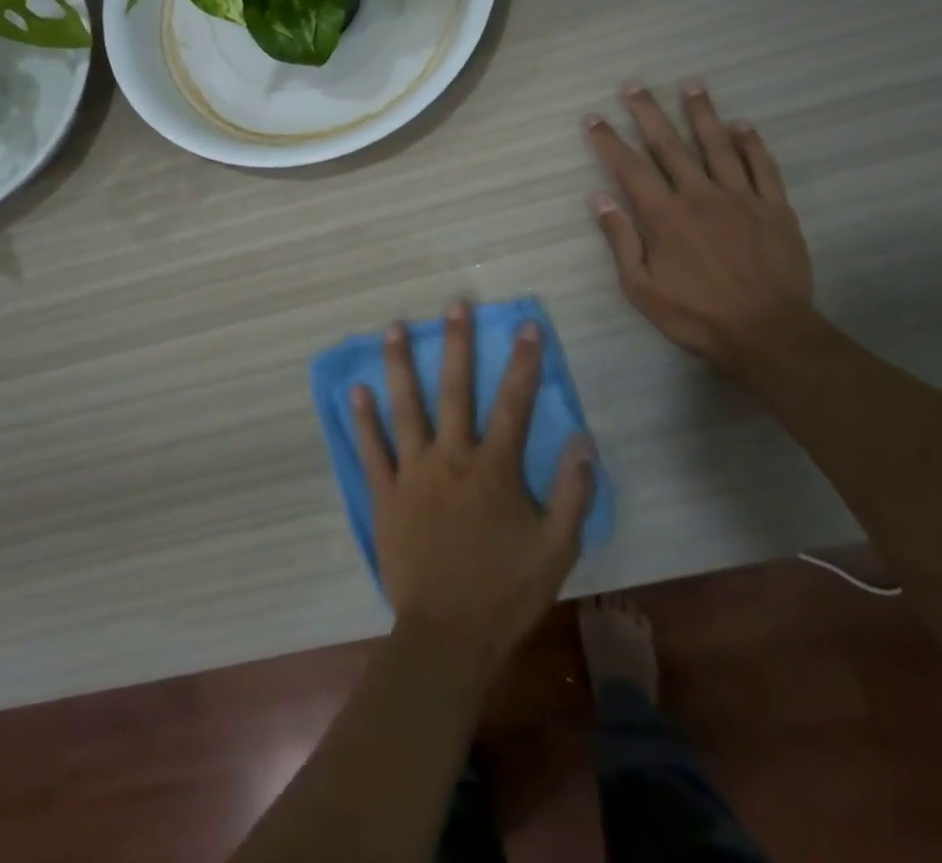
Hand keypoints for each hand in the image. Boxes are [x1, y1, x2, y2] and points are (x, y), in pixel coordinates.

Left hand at [352, 303, 595, 671]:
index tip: (526, 325)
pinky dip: (364, 420)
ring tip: (393, 326)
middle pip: (455, 390)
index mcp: (495, 468)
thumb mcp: (557, 549)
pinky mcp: (385, 494)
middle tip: (454, 304)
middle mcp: (452, 457)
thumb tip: (584, 441)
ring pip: (406, 407)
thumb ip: (573, 494)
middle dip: (457, 343)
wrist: (447, 636)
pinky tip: (357, 390)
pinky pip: (372, 450)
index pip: (514, 403)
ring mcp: (413, 472)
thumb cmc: (506, 593)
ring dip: (399, 365)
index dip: (524, 362)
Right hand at [583, 82, 813, 370]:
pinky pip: (763, 166)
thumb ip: (621, 240)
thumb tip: (598, 199)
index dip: (608, 141)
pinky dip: (751, 143)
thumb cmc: (696, 315)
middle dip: (649, 113)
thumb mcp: (641, 288)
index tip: (593, 118)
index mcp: (665, 216)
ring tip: (691, 85)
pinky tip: (742, 124)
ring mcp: (741, 198)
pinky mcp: (775, 208)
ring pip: (718, 145)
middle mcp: (700, 195)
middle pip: (670, 145)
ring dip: (702, 113)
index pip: (629, 168)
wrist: (767, 332)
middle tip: (634, 85)